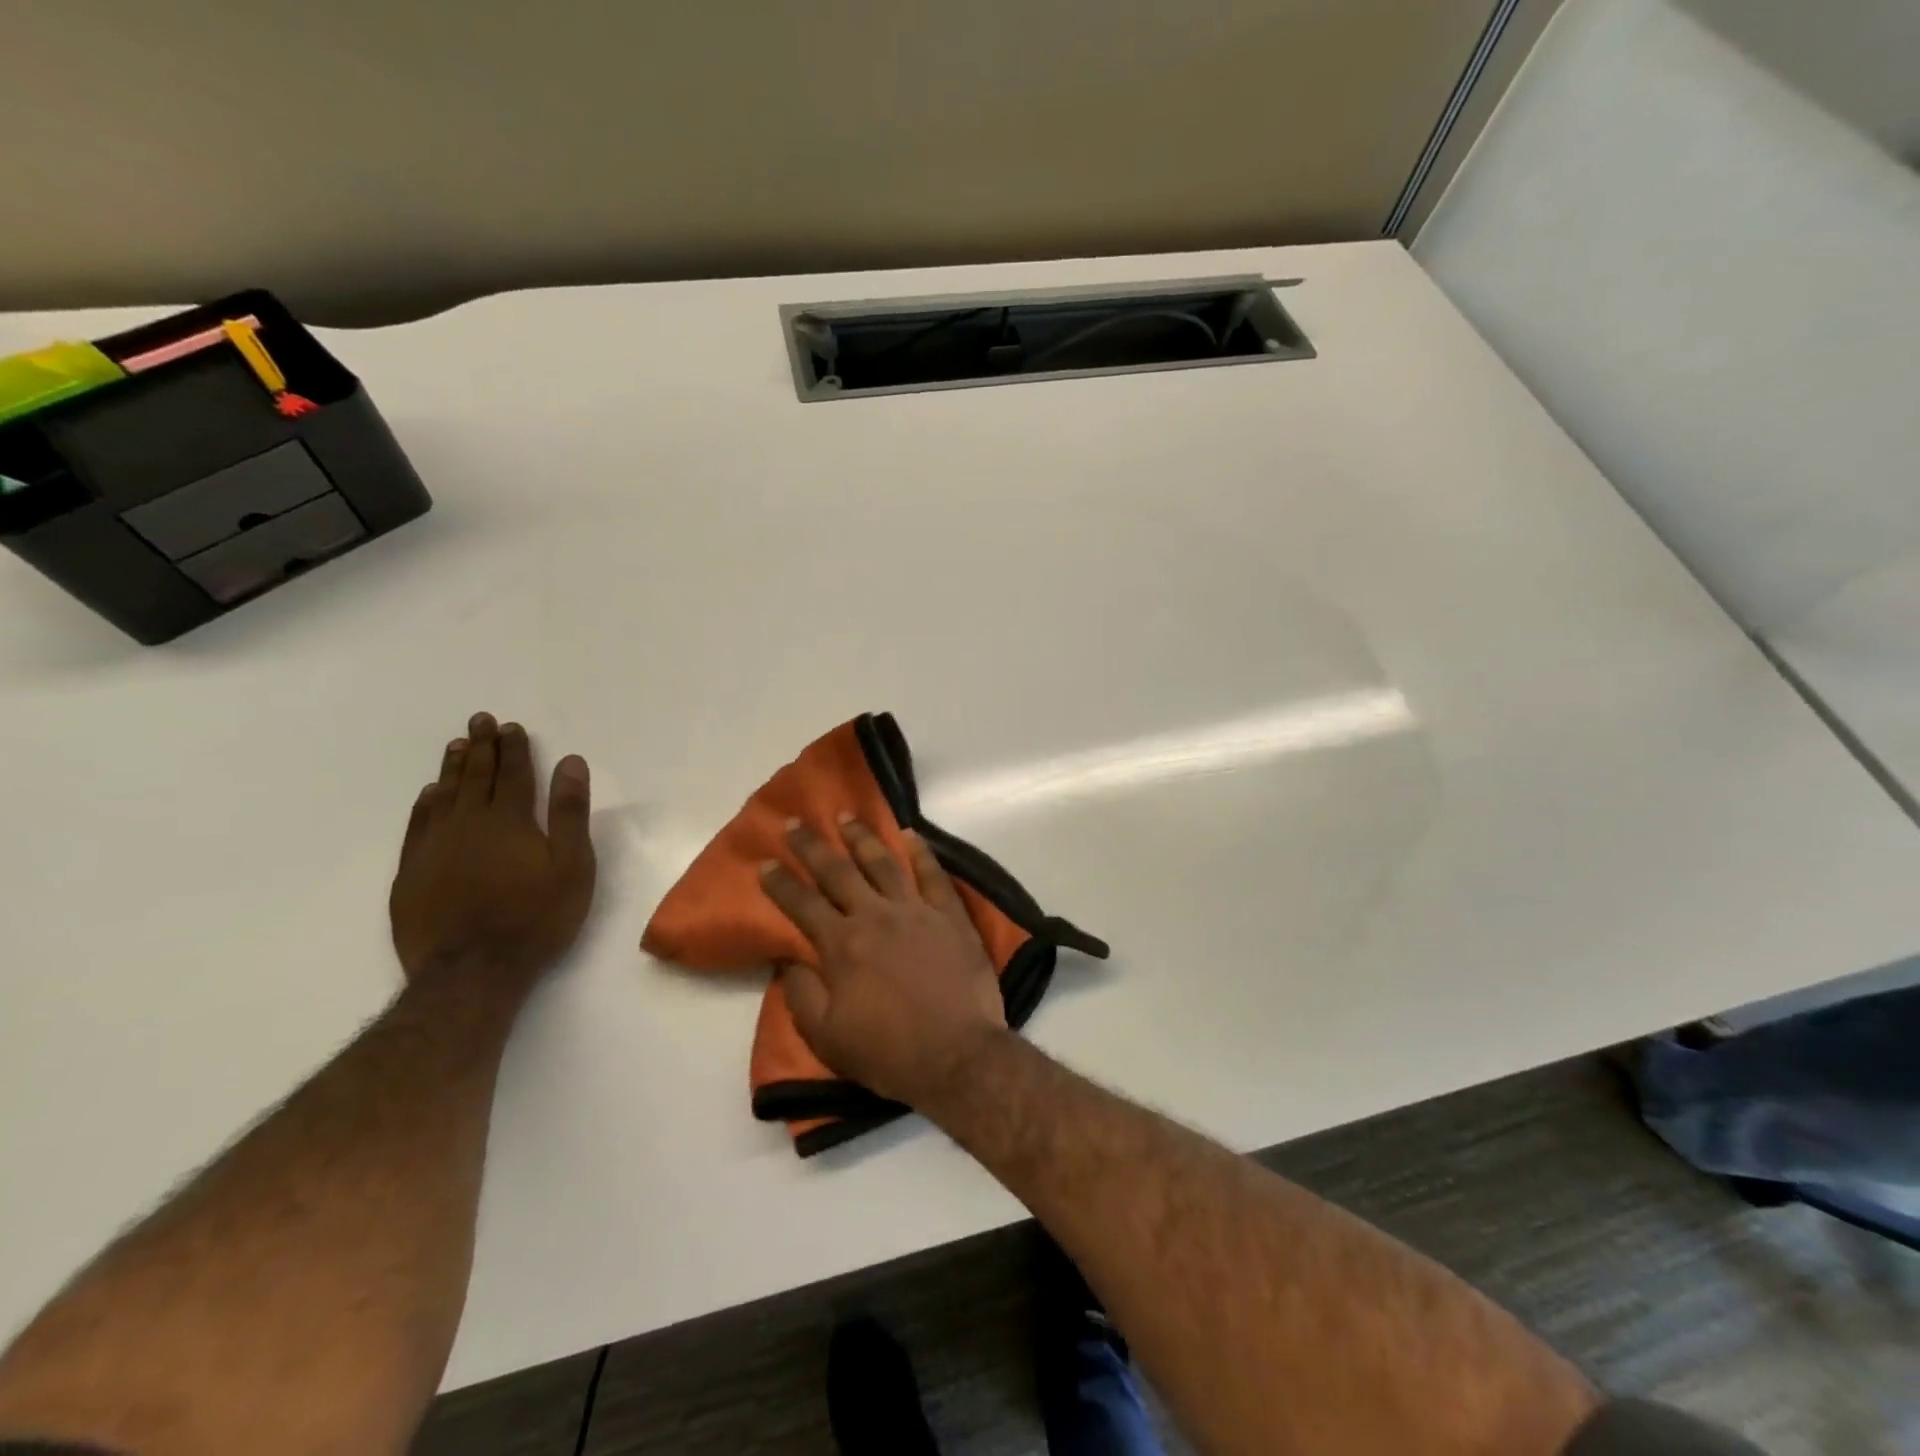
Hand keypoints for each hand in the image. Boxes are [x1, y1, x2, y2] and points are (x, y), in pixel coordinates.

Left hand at [389, 712, 596, 985]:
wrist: (472, 971)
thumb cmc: (535, 917)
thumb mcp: (572, 865)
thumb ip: (570, 812)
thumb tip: (570, 763)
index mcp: (510, 820)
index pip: (512, 774)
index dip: (514, 748)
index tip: (511, 726)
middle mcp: (468, 823)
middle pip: (475, 777)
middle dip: (481, 747)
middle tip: (480, 721)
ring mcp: (434, 847)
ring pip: (443, 795)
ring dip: (453, 768)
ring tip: (457, 746)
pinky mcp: (412, 872)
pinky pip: (417, 824)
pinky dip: (425, 803)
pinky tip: (429, 794)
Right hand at [760, 816, 1007, 1108]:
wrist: (957, 1056)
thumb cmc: (888, 1052)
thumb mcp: (826, 1036)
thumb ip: (801, 994)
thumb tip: (788, 962)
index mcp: (841, 945)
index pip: (802, 904)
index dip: (780, 883)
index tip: (765, 863)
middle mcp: (875, 916)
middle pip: (837, 872)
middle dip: (812, 846)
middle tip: (795, 822)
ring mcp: (916, 911)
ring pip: (883, 863)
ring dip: (862, 838)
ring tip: (846, 817)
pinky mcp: (951, 916)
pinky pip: (934, 875)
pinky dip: (922, 852)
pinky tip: (910, 834)